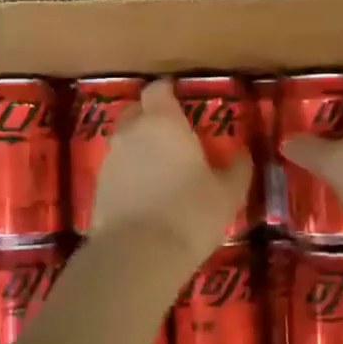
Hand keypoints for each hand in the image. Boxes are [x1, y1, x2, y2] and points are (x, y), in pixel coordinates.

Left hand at [88, 78, 251, 262]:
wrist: (136, 254)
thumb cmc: (190, 214)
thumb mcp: (227, 194)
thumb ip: (237, 169)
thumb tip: (244, 153)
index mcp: (163, 122)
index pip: (158, 89)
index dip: (167, 91)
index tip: (179, 97)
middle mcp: (132, 132)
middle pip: (137, 111)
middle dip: (151, 115)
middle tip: (172, 133)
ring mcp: (111, 159)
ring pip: (125, 140)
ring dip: (139, 146)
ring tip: (161, 166)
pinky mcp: (98, 186)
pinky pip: (117, 167)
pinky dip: (129, 172)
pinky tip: (145, 192)